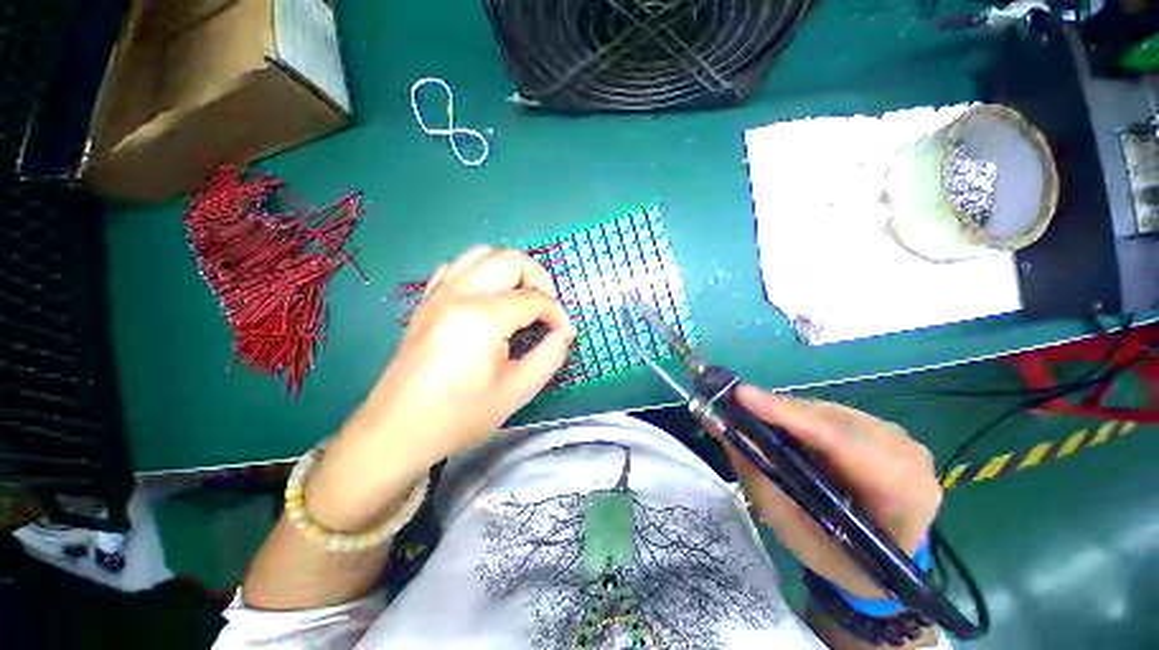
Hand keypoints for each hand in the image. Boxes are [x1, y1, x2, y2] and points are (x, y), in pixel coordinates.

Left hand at [305, 246, 574, 531]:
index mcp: (484, 317)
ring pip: (482, 253)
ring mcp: (438, 293)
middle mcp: (460, 293)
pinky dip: (481, 271)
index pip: (535, 299)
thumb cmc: (460, 416)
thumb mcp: (516, 391)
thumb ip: (550, 356)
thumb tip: (566, 332)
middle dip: (539, 279)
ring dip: (510, 270)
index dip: (557, 314)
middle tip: (546, 308)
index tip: (563, 333)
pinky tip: (487, 297)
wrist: (397, 431)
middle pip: (511, 259)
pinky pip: (457, 267)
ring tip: (521, 298)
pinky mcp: (426, 301)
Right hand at [725, 386, 941, 597]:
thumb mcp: (796, 534)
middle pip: (832, 419)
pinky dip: (797, 415)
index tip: (743, 396)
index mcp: (903, 493)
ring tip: (749, 414)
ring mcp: (896, 437)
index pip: (843, 443)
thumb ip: (764, 484)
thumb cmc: (840, 558)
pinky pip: (830, 413)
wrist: (887, 560)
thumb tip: (730, 435)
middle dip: (779, 411)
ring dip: (785, 412)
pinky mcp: (880, 428)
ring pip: (828, 410)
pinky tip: (776, 422)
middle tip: (733, 406)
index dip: (790, 416)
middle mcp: (907, 454)